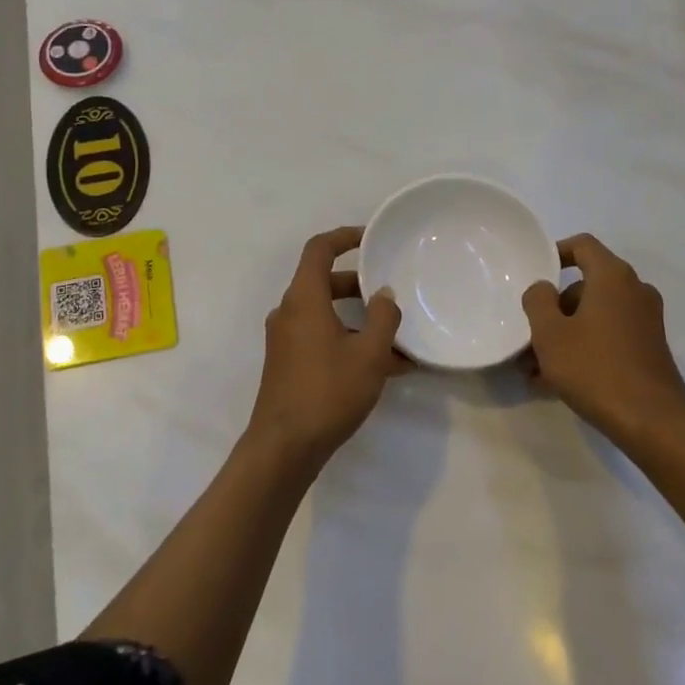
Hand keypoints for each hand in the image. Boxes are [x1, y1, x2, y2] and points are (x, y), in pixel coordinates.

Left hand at [244, 227, 409, 466]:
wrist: (284, 447)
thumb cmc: (328, 391)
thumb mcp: (369, 354)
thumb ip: (384, 317)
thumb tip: (384, 294)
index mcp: (303, 299)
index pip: (319, 249)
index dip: (344, 236)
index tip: (371, 238)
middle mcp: (289, 312)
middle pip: (324, 282)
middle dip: (361, 286)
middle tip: (392, 293)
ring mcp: (285, 339)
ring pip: (326, 314)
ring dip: (360, 321)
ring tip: (399, 341)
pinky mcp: (288, 363)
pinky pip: (321, 338)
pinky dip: (349, 341)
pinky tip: (384, 368)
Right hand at [522, 234, 684, 450]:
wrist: (652, 421)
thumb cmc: (595, 368)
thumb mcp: (550, 333)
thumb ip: (538, 301)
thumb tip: (543, 289)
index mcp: (613, 277)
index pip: (583, 246)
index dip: (556, 253)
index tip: (535, 273)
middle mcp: (635, 291)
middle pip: (585, 287)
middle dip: (553, 310)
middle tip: (528, 337)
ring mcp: (646, 321)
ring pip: (594, 317)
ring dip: (564, 335)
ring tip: (534, 370)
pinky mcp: (649, 349)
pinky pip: (608, 338)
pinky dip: (584, 349)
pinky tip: (556, 383)